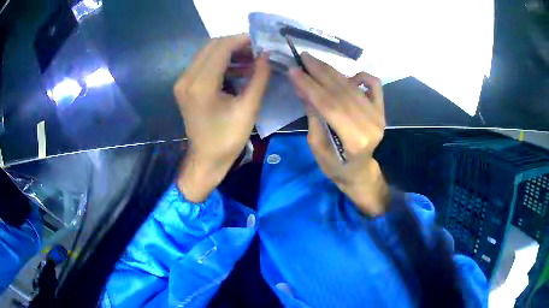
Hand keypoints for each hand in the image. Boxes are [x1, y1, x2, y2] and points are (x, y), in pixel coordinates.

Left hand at [174, 34, 270, 201]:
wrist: (206, 159)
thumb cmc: (228, 139)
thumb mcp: (248, 108)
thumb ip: (259, 77)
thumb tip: (266, 55)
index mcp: (202, 85)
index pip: (222, 47)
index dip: (242, 40)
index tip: (261, 43)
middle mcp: (187, 78)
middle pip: (212, 46)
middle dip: (236, 44)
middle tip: (257, 52)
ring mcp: (183, 82)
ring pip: (207, 53)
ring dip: (229, 52)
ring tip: (250, 61)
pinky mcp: (184, 86)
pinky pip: (203, 63)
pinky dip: (220, 62)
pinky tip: (237, 69)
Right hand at [289, 53, 388, 215]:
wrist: (360, 171)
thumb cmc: (336, 166)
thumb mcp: (317, 146)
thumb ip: (313, 116)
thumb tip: (303, 88)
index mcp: (354, 139)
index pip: (328, 104)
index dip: (309, 85)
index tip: (293, 69)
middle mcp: (370, 124)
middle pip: (340, 91)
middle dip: (319, 71)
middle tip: (303, 57)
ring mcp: (378, 115)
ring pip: (352, 86)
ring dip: (332, 70)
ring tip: (314, 60)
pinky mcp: (381, 110)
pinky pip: (374, 84)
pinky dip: (361, 75)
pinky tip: (347, 75)